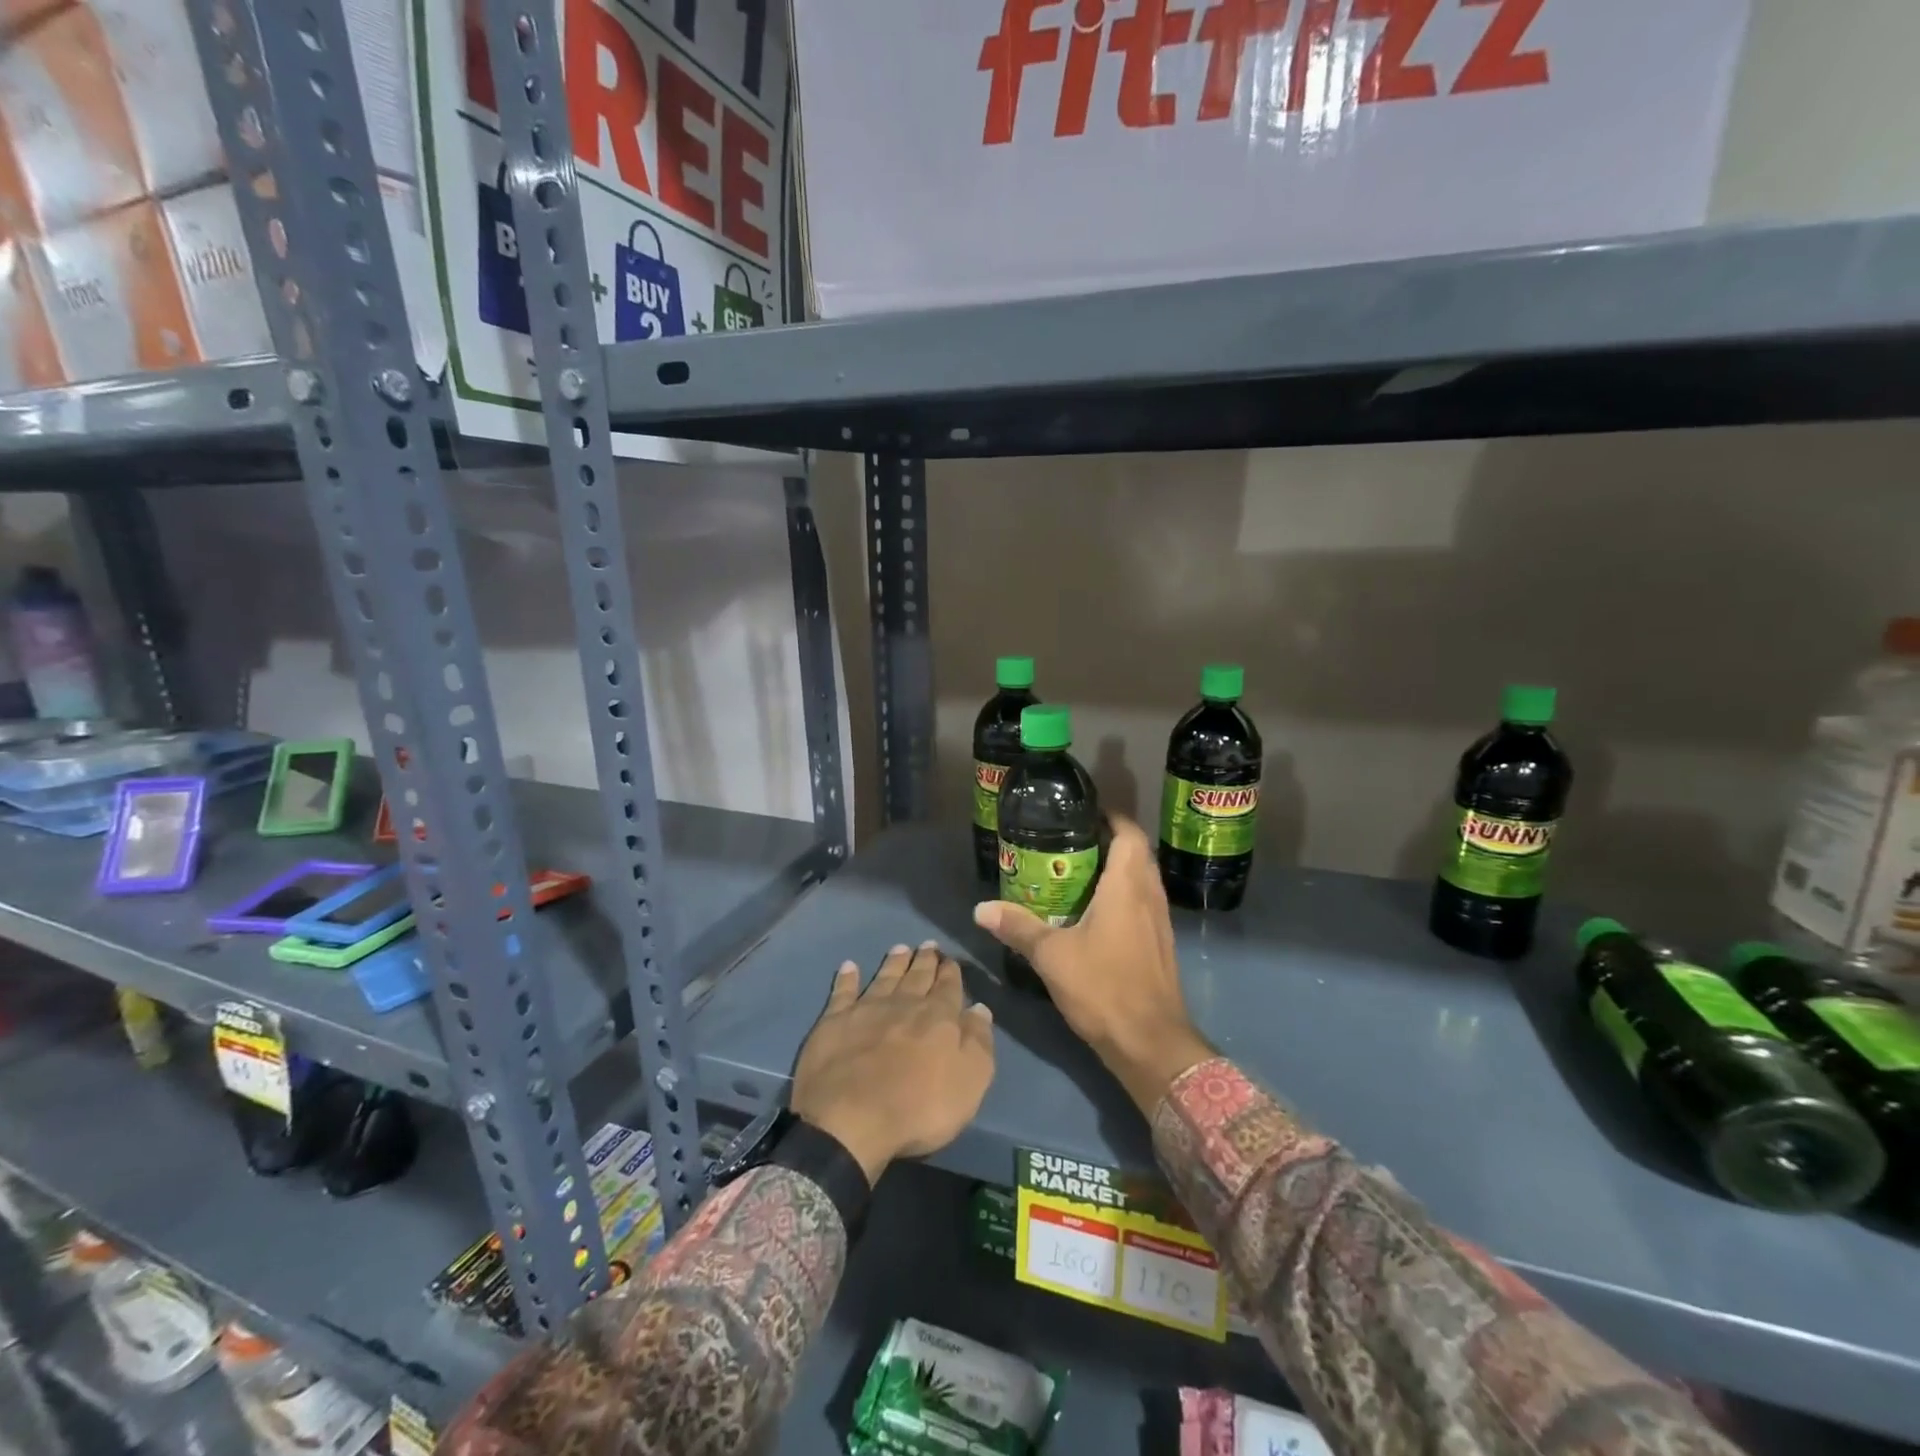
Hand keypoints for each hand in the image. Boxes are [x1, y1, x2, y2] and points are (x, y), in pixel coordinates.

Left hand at [790, 942, 994, 1182]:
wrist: (851, 1119)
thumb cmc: (919, 1107)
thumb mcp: (970, 1080)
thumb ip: (977, 1041)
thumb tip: (979, 1008)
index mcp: (938, 1017)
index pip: (948, 987)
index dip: (950, 972)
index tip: (950, 959)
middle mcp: (903, 1004)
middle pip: (917, 976)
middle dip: (925, 960)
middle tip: (928, 945)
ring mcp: (866, 1010)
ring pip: (884, 977)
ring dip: (893, 962)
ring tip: (900, 948)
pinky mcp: (834, 1022)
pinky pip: (842, 992)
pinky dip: (847, 978)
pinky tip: (849, 966)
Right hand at [973, 815, 1210, 1114]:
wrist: (1151, 1043)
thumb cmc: (1103, 987)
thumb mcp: (1052, 956)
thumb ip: (1018, 927)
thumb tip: (981, 909)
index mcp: (1128, 886)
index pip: (1129, 833)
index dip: (1111, 817)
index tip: (1082, 813)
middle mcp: (1150, 896)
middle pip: (1137, 853)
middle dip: (1108, 841)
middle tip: (1071, 842)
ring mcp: (1160, 922)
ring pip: (1141, 880)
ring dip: (1117, 870)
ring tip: (1077, 872)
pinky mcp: (1160, 945)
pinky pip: (1143, 904)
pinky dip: (1123, 896)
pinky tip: (1095, 913)